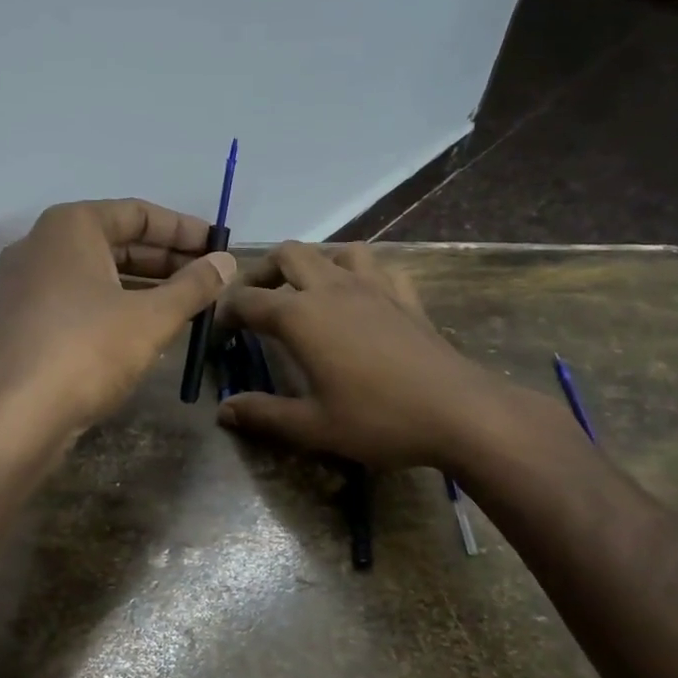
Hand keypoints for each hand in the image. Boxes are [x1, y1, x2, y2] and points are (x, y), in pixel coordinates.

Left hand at [0, 199, 234, 433]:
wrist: (13, 416)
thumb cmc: (87, 350)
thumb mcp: (151, 317)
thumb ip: (193, 286)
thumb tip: (227, 262)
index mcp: (70, 226)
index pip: (138, 213)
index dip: (183, 229)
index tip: (218, 247)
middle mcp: (41, 245)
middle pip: (115, 242)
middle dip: (165, 260)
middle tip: (208, 279)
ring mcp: (25, 285)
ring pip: (96, 274)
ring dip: (142, 286)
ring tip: (186, 306)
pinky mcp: (21, 322)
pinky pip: (77, 300)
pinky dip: (113, 306)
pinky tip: (144, 330)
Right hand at [217, 241, 492, 468]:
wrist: (458, 412)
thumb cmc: (378, 419)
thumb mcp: (312, 427)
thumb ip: (263, 415)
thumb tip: (224, 410)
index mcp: (300, 316)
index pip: (249, 300)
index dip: (227, 311)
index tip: (220, 330)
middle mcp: (332, 288)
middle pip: (288, 255)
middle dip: (263, 271)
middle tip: (256, 300)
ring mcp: (373, 286)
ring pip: (335, 250)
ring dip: (314, 263)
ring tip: (307, 292)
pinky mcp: (405, 296)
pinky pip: (378, 267)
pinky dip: (361, 273)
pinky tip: (361, 297)